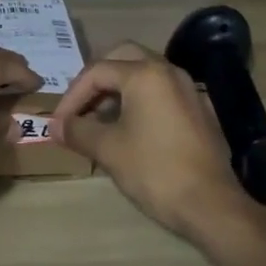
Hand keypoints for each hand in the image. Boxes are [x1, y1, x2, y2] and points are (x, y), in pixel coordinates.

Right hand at [51, 42, 243, 238]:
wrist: (212, 206)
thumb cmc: (155, 171)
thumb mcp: (109, 150)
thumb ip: (78, 131)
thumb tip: (54, 126)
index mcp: (145, 74)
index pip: (97, 71)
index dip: (72, 96)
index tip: (59, 124)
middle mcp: (168, 71)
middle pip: (122, 58)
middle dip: (96, 81)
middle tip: (79, 107)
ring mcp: (187, 88)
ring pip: (143, 74)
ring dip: (117, 90)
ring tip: (99, 121)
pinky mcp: (197, 109)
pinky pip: (160, 92)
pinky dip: (138, 100)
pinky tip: (128, 130)